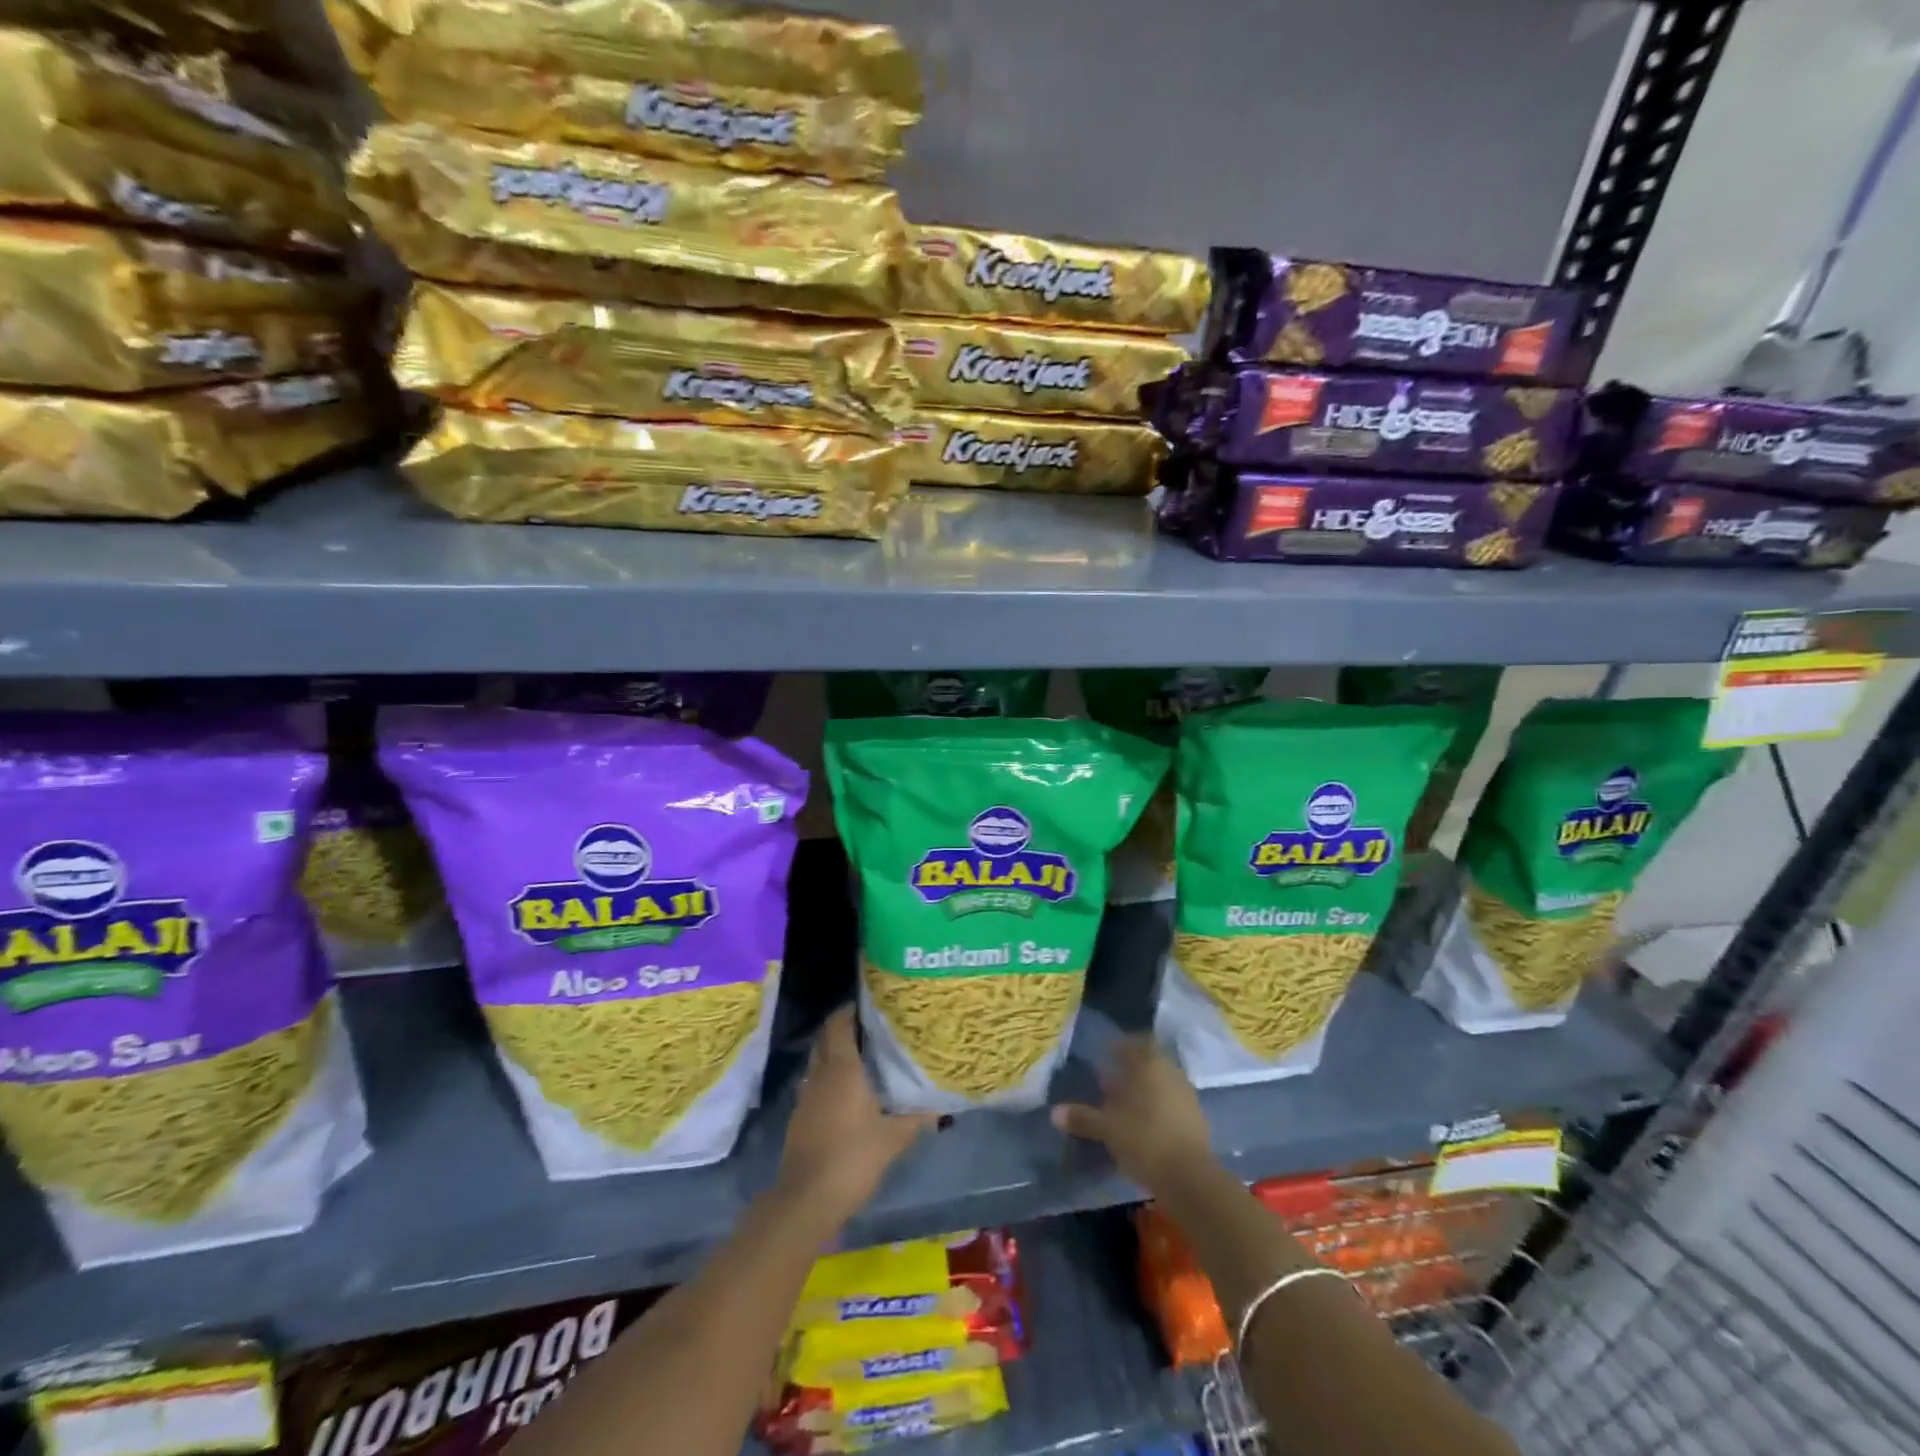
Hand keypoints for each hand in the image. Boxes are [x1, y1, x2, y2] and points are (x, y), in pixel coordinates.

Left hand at [777, 1007, 935, 1221]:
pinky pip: (816, 1086)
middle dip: (843, 1030)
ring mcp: (806, 1097)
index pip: (839, 1025)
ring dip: (835, 1056)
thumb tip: (941, 1109)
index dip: (850, 1011)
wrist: (807, 1200)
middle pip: (826, 1040)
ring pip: (819, 1063)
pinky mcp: (800, 1119)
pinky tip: (849, 1095)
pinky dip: (829, 1081)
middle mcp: (820, 1075)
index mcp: (842, 1069)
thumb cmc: (853, 1157)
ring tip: (864, 1059)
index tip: (869, 1004)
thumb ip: (916, 1119)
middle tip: (870, 1029)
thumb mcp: (892, 1138)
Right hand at [1052, 1035, 1215, 1193]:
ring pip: (1161, 1084)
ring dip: (1144, 1091)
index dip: (1119, 1047)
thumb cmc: (1144, 1140)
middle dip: (1130, 1071)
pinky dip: (1158, 1109)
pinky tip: (1145, 1126)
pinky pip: (1171, 1104)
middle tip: (1110, 1083)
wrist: (1190, 1178)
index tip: (1105, 1055)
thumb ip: (1083, 1118)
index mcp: (1149, 1064)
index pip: (1134, 1043)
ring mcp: (1187, 1095)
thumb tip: (1054, 1112)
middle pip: (1148, 1063)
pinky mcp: (1197, 1119)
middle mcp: (1170, 1072)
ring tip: (1125, 1107)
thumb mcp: (1107, 1129)